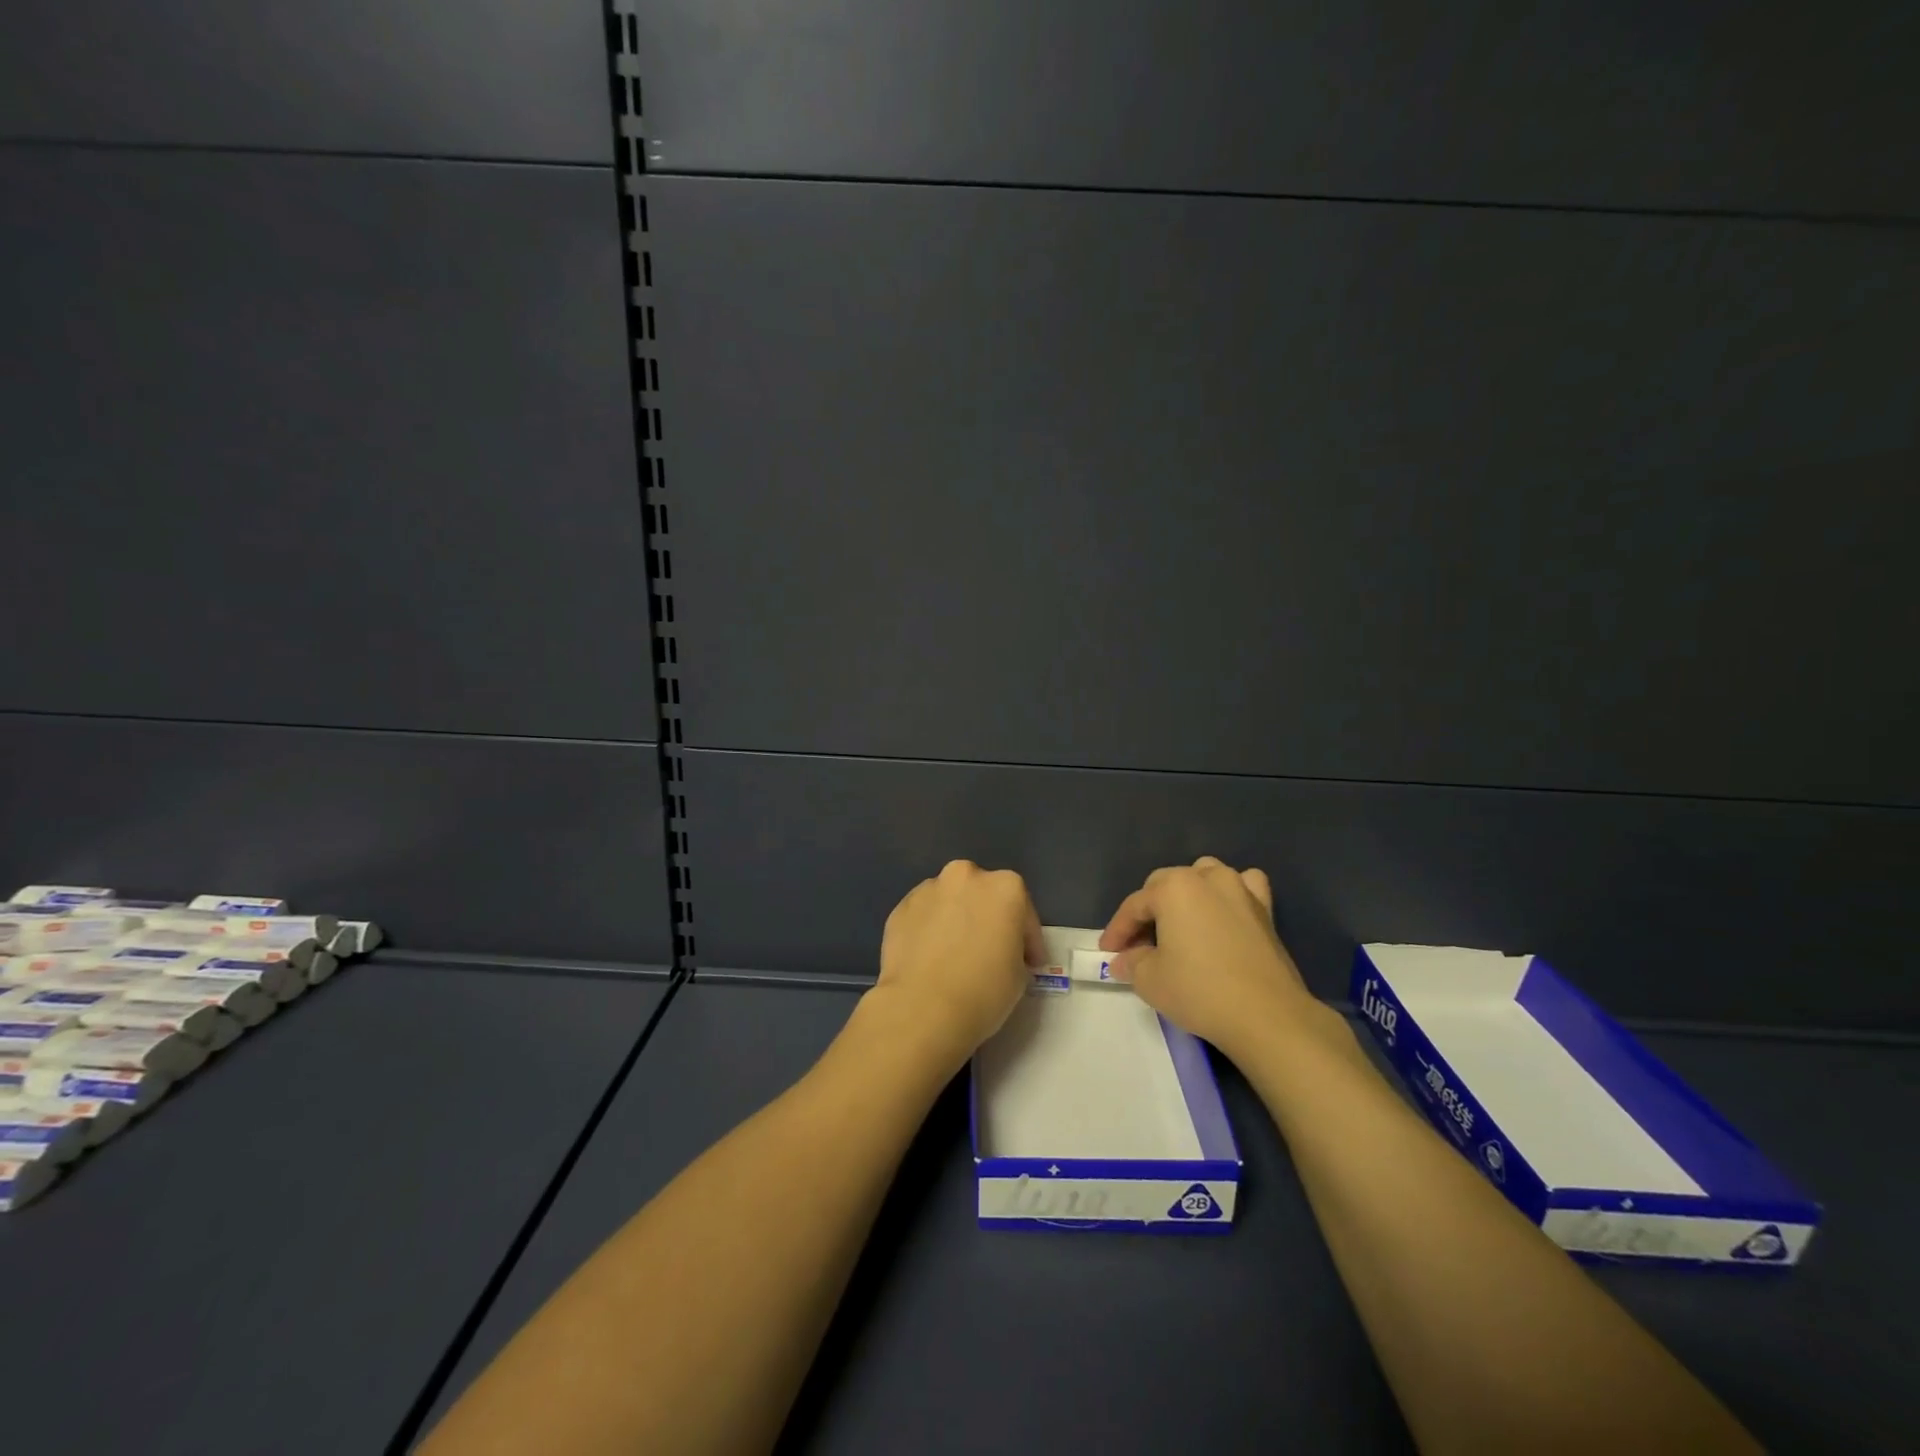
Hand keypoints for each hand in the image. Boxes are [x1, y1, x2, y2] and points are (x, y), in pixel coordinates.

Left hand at [872, 860, 1043, 1066]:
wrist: (922, 1009)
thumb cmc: (983, 992)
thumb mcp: (1019, 975)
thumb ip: (1014, 951)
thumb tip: (1001, 952)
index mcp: (1005, 887)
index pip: (1024, 913)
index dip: (1028, 941)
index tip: (1028, 964)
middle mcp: (966, 876)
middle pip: (983, 896)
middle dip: (988, 918)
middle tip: (988, 951)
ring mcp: (929, 889)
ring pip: (950, 901)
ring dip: (956, 920)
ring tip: (953, 955)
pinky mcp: (900, 907)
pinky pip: (924, 916)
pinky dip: (929, 930)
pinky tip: (929, 958)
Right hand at [1099, 856, 1317, 1057]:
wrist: (1267, 1015)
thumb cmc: (1200, 991)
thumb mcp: (1149, 980)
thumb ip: (1131, 963)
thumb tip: (1124, 960)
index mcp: (1173, 888)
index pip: (1134, 905)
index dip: (1117, 930)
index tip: (1108, 953)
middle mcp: (1206, 877)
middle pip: (1165, 885)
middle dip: (1148, 912)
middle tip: (1139, 946)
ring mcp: (1240, 889)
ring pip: (1204, 876)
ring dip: (1187, 895)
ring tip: (1179, 924)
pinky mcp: (1266, 909)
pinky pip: (1244, 887)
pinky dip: (1230, 895)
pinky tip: (1224, 913)